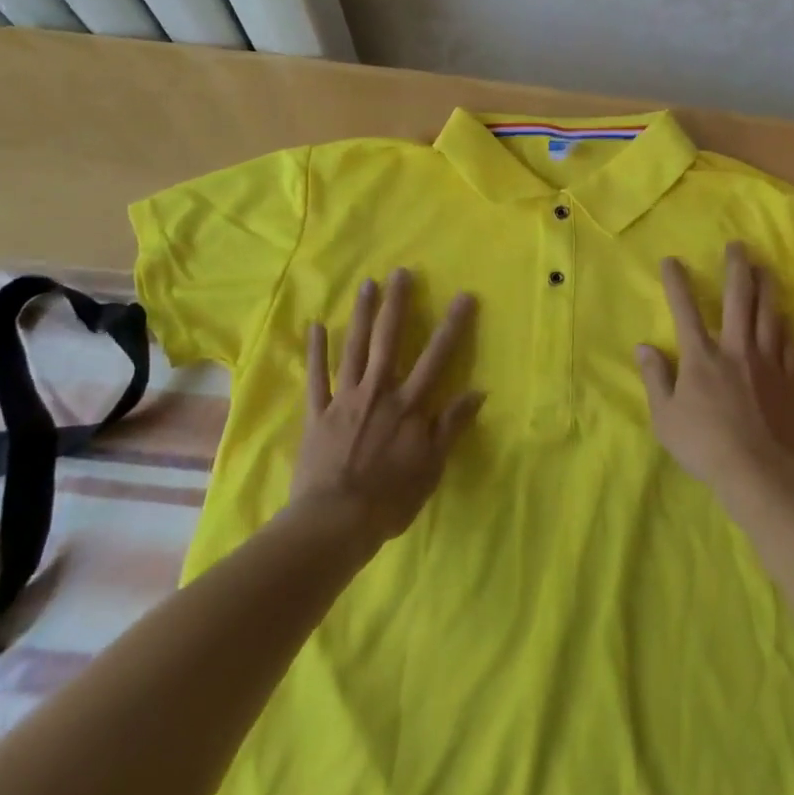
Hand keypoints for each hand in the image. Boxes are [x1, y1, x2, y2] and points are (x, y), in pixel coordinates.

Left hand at [290, 269, 483, 541]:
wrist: (334, 522)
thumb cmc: (390, 498)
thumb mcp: (431, 466)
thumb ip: (451, 426)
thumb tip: (477, 391)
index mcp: (408, 405)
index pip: (437, 357)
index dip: (452, 325)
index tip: (463, 296)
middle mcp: (378, 391)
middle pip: (389, 340)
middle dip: (397, 305)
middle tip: (401, 272)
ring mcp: (345, 399)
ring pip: (354, 348)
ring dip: (361, 315)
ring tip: (366, 285)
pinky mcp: (318, 413)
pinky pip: (317, 377)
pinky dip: (315, 351)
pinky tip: (315, 326)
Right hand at [635, 243, 793, 495]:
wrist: (760, 472)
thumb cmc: (705, 445)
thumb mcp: (665, 417)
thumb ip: (655, 378)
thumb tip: (644, 347)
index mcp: (701, 356)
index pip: (684, 309)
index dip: (676, 282)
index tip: (671, 260)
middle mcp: (735, 348)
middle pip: (737, 298)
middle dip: (736, 268)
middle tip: (737, 246)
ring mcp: (766, 361)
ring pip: (768, 314)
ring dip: (766, 287)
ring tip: (765, 269)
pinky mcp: (788, 379)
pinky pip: (788, 343)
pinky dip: (785, 325)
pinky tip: (785, 317)